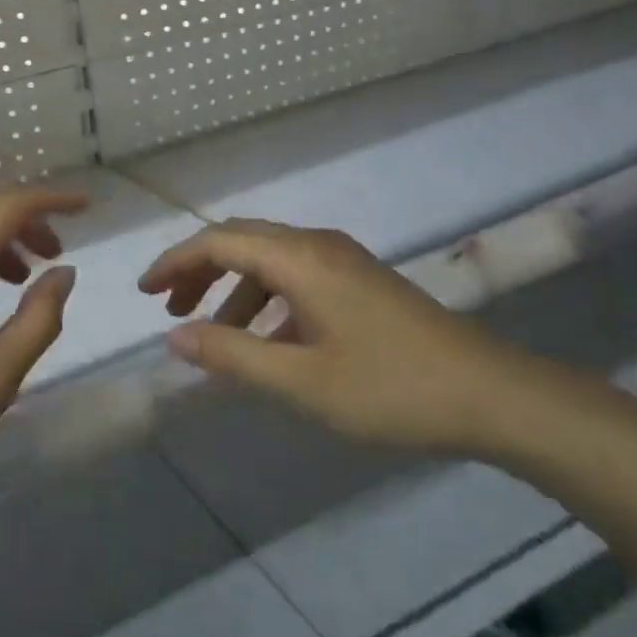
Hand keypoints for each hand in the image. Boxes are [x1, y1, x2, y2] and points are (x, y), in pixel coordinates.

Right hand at [139, 219, 525, 454]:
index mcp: (298, 258)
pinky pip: (295, 277)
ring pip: (268, 260)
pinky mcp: (360, 281)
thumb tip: (174, 337)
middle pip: (240, 241)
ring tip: (212, 334)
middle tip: (169, 308)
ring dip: (232, 288)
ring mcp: (343, 261)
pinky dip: (265, 300)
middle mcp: (316, 245)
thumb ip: (231, 355)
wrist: (492, 395)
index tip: (144, 293)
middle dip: (198, 271)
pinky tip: (266, 343)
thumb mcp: (300, 380)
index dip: (175, 263)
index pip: (218, 242)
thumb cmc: (390, 387)